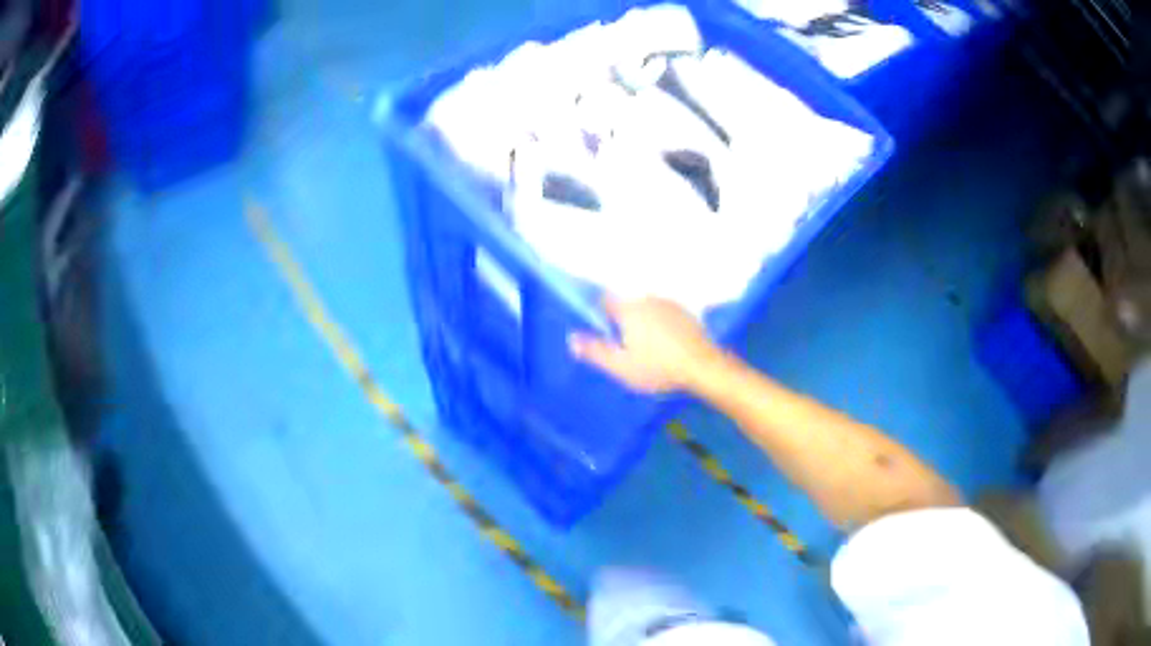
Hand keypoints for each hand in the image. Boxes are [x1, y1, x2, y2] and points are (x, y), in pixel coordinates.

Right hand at [569, 297, 721, 393]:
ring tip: (649, 348)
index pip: (604, 300)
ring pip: (646, 308)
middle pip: (626, 304)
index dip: (600, 316)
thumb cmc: (658, 368)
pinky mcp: (685, 312)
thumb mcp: (621, 366)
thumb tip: (571, 338)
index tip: (605, 335)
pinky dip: (661, 325)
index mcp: (628, 308)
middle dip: (622, 320)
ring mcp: (669, 303)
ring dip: (643, 322)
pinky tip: (667, 345)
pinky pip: (664, 314)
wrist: (702, 366)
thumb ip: (595, 351)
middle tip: (627, 347)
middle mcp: (647, 298)